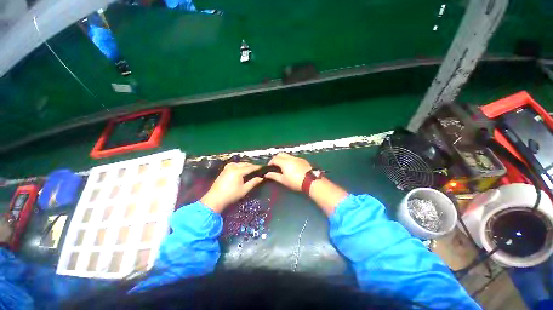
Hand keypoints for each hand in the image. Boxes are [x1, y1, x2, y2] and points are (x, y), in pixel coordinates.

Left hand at [201, 162, 263, 212]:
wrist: (215, 199)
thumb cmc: (231, 195)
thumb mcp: (244, 190)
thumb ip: (253, 182)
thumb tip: (261, 178)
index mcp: (238, 171)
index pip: (250, 168)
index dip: (257, 167)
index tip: (263, 167)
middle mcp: (232, 167)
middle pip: (244, 164)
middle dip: (251, 165)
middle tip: (257, 168)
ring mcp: (227, 168)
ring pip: (239, 163)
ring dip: (245, 165)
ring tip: (250, 168)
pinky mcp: (223, 170)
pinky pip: (233, 164)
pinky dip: (238, 165)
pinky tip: (240, 168)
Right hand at [265, 153, 311, 190]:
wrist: (311, 181)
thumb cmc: (295, 182)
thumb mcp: (283, 180)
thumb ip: (274, 176)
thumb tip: (267, 174)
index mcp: (284, 162)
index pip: (274, 159)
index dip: (270, 162)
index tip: (269, 167)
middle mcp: (290, 158)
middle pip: (281, 154)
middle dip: (276, 158)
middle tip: (275, 165)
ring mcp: (297, 158)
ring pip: (287, 155)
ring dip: (283, 159)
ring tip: (283, 167)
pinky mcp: (303, 160)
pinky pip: (294, 158)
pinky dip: (290, 160)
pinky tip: (292, 167)